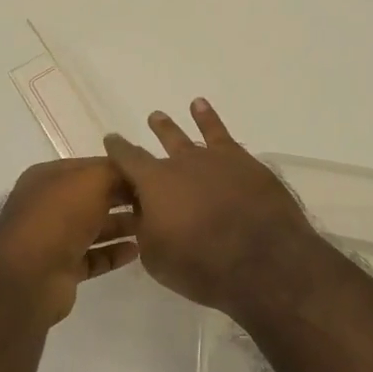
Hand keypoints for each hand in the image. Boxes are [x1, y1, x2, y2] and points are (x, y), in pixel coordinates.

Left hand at [0, 158, 139, 321]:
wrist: (29, 277)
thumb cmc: (59, 217)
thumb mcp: (91, 180)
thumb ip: (114, 171)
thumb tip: (132, 172)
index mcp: (49, 177)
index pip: (91, 166)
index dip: (120, 169)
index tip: (152, 174)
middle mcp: (49, 205)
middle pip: (94, 196)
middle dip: (124, 197)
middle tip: (157, 202)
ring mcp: (54, 238)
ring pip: (95, 227)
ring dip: (121, 225)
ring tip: (152, 226)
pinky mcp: (62, 268)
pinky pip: (94, 256)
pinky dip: (114, 253)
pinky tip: (136, 251)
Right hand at [103, 98, 326, 314]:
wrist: (261, 260)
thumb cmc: (201, 265)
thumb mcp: (156, 256)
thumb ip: (146, 228)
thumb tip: (146, 211)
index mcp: (154, 184)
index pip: (128, 159)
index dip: (118, 149)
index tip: (111, 139)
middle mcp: (181, 163)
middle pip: (162, 144)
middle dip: (154, 134)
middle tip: (150, 121)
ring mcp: (214, 159)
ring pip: (188, 137)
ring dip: (173, 128)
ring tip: (161, 116)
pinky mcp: (243, 163)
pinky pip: (221, 134)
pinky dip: (209, 119)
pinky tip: (202, 106)